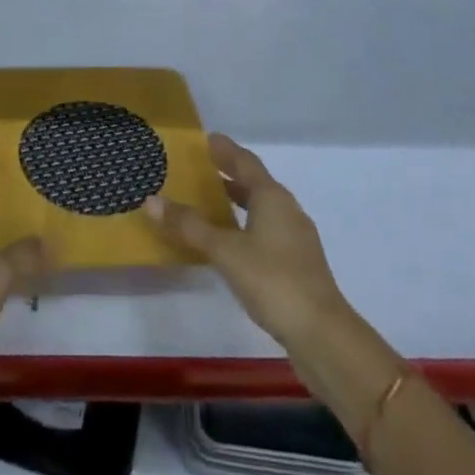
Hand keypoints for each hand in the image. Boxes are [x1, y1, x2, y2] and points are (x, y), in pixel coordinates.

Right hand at [147, 134, 348, 348]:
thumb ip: (189, 226)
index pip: (245, 161)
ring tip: (211, 203)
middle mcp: (287, 209)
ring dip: (239, 201)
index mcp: (272, 196)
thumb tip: (151, 199)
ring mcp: (296, 238)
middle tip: (201, 169)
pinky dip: (247, 225)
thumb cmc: (273, 280)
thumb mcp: (225, 251)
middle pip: (255, 182)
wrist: (323, 335)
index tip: (205, 139)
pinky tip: (233, 243)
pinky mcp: (299, 264)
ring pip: (263, 208)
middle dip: (229, 173)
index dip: (225, 149)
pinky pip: (267, 230)